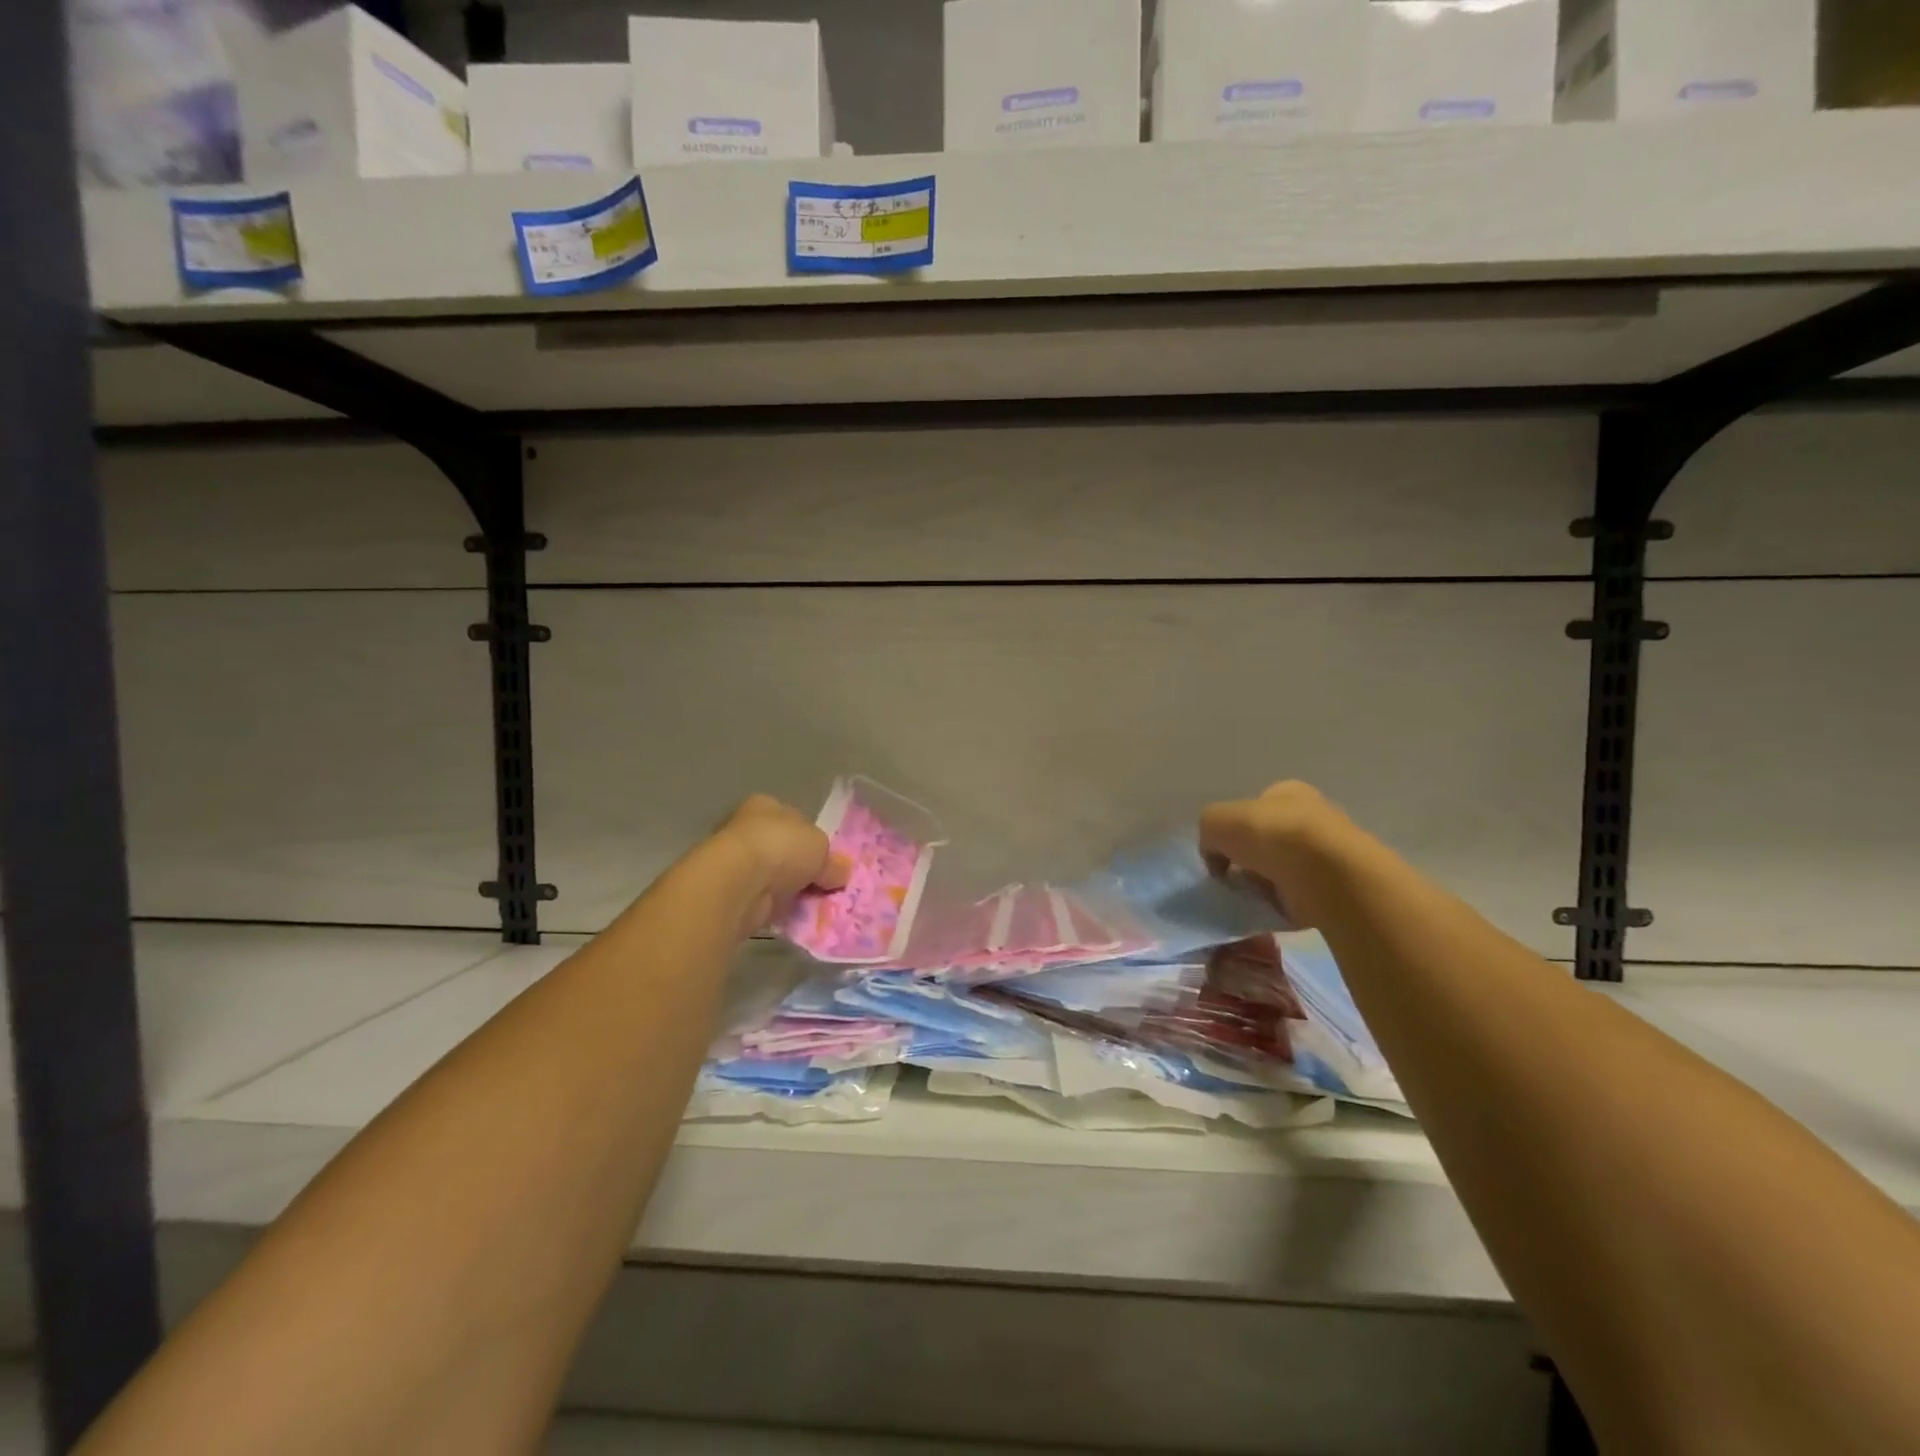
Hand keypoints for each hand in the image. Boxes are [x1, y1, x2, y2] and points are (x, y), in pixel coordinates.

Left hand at [712, 794, 849, 934]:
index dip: (811, 837)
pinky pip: (764, 901)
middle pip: (783, 849)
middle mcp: (746, 830)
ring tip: (815, 904)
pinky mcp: (732, 894)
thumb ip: (832, 861)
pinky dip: (778, 909)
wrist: (738, 883)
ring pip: (773, 877)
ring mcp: (736, 863)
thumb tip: (839, 874)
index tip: (826, 858)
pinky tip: (795, 917)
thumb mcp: (821, 847)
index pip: (792, 818)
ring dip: (790, 890)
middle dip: (802, 867)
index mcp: (765, 806)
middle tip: (825, 884)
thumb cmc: (780, 847)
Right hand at [1198, 781, 1349, 929]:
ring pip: (1281, 872)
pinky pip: (1296, 899)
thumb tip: (1217, 858)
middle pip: (1267, 842)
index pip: (1254, 809)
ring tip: (1250, 898)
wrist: (1325, 875)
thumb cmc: (1270, 835)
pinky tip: (1270, 911)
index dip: (1235, 830)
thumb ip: (1209, 833)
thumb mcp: (1215, 820)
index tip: (1224, 853)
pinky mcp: (1336, 889)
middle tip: (1234, 878)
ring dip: (1264, 886)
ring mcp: (1327, 855)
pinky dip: (1280, 907)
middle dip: (1249, 861)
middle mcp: (1311, 818)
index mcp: (1288, 792)